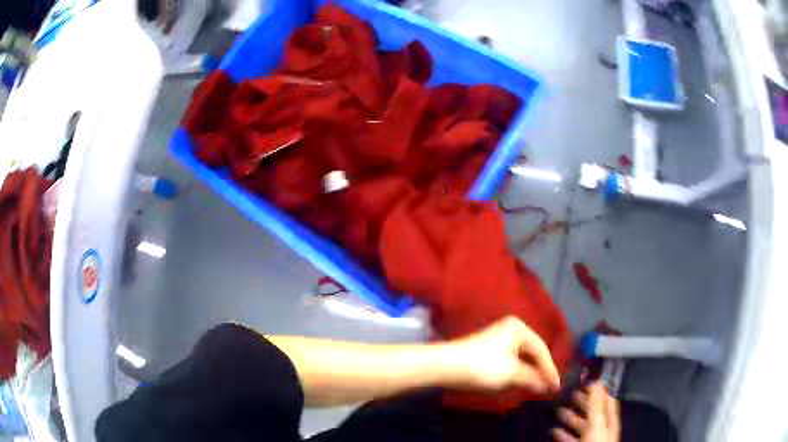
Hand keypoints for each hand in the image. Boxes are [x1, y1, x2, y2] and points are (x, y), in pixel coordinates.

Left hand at [446, 316, 560, 393]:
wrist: (445, 366)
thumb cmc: (483, 366)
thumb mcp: (512, 373)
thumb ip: (533, 378)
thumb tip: (547, 386)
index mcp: (519, 328)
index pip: (542, 350)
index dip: (550, 370)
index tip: (556, 387)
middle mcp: (511, 329)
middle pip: (533, 352)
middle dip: (540, 370)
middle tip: (549, 388)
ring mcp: (498, 338)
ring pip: (522, 357)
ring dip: (530, 372)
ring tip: (537, 387)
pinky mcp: (488, 349)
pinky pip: (511, 360)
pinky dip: (518, 372)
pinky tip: (520, 381)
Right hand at [553, 382, 619, 441]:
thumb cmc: (596, 441)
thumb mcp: (596, 422)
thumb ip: (596, 404)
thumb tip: (596, 381)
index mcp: (609, 418)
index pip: (607, 399)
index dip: (598, 390)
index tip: (585, 382)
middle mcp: (602, 427)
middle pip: (594, 411)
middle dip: (582, 402)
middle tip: (569, 394)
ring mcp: (591, 438)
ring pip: (581, 425)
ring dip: (571, 418)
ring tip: (559, 412)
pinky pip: (572, 438)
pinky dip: (564, 434)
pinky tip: (555, 431)